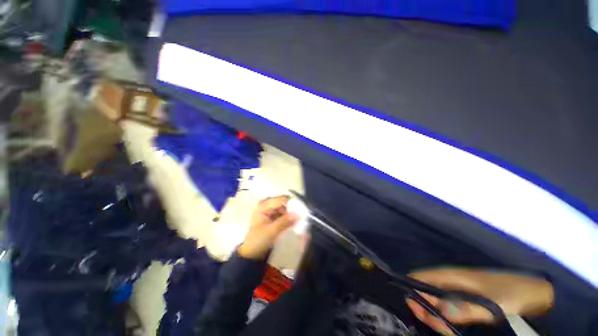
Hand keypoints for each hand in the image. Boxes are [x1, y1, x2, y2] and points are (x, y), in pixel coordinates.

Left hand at [238, 196, 299, 259]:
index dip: (291, 204)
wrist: (252, 253)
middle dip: (292, 208)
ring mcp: (271, 211)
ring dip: (292, 213)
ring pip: (285, 208)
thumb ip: (284, 221)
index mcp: (263, 205)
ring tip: (299, 220)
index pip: (280, 200)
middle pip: (283, 202)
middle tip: (301, 216)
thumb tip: (298, 214)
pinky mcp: (274, 217)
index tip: (300, 211)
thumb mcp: (271, 231)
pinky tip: (295, 222)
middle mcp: (267, 205)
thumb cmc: (258, 240)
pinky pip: (285, 214)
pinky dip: (290, 217)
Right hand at [406, 268, 553, 334]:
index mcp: (453, 275)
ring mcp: (460, 290)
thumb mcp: (493, 304)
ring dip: (434, 312)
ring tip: (437, 327)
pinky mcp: (468, 299)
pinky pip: (449, 306)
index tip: (410, 305)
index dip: (413, 289)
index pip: (422, 277)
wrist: (537, 292)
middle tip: (422, 321)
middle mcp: (452, 281)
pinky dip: (445, 315)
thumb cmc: (513, 294)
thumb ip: (466, 309)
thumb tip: (438, 312)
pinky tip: (446, 324)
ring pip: (437, 299)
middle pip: (428, 290)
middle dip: (423, 305)